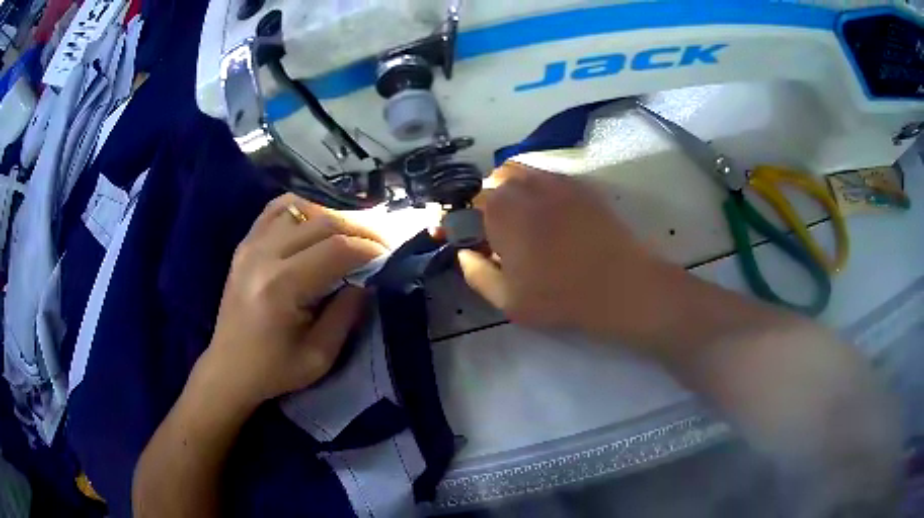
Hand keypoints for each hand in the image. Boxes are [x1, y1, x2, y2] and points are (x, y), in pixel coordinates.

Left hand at [198, 193, 388, 408]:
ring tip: (350, 236)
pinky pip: (276, 210)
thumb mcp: (320, 356)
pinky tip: (314, 224)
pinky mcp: (244, 245)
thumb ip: (347, 313)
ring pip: (301, 209)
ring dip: (333, 218)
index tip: (389, 257)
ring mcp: (250, 245)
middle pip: (323, 222)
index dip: (370, 248)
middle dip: (360, 229)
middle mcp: (264, 256)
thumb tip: (367, 280)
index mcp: (282, 286)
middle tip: (380, 244)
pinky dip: (301, 209)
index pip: (336, 249)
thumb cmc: (274, 370)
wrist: (229, 369)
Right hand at [458, 164, 682, 345]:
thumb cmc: (561, 297)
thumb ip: (477, 274)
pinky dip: (534, 186)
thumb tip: (464, 253)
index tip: (456, 236)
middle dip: (483, 206)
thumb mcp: (508, 299)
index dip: (457, 221)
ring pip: (518, 172)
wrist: (622, 285)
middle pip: (491, 184)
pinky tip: (545, 211)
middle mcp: (525, 187)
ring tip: (516, 217)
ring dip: (507, 189)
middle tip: (492, 233)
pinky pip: (546, 175)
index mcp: (501, 213)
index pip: (466, 206)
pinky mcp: (580, 186)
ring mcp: (555, 182)